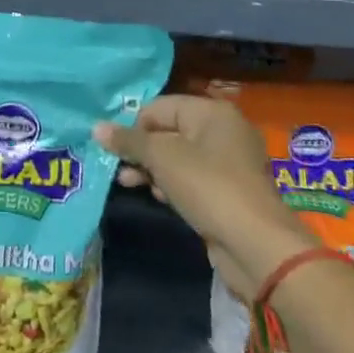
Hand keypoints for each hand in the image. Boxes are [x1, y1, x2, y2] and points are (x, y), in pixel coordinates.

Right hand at [97, 94, 315, 300]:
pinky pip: (190, 179)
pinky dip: (171, 184)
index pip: (159, 107)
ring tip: (128, 183)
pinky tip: (157, 197)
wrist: (256, 245)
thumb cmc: (207, 186)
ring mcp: (227, 164)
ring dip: (151, 169)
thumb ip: (129, 141)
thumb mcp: (162, 158)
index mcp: (211, 112)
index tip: (114, 148)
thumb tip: (97, 127)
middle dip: (140, 149)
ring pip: (177, 157)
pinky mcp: (226, 192)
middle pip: (168, 131)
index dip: (133, 125)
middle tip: (117, 167)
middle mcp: (222, 131)